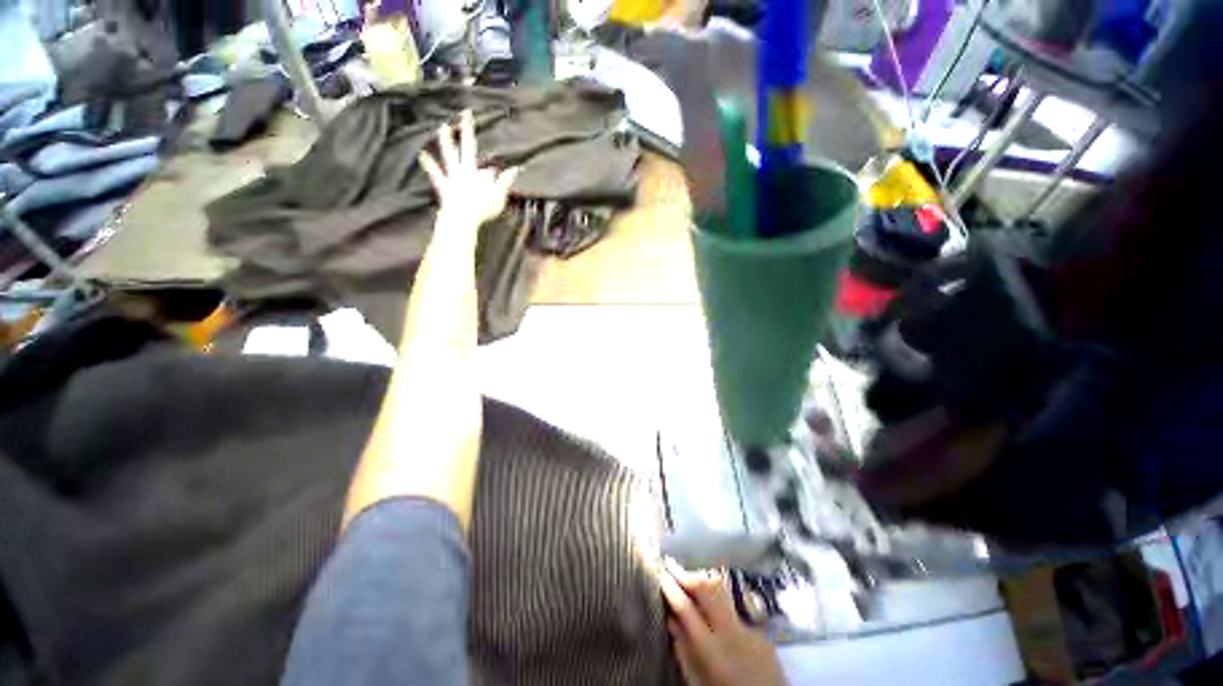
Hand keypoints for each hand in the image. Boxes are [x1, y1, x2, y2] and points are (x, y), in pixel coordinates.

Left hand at [419, 110, 518, 228]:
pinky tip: (422, 155)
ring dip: (446, 141)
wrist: (462, 217)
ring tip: (442, 127)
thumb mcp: (499, 197)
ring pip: (449, 155)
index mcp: (477, 172)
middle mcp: (464, 170)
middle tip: (465, 112)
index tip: (479, 131)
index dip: (481, 148)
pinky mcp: (444, 186)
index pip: (480, 155)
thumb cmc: (482, 208)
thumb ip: (505, 182)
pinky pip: (436, 174)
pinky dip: (429, 165)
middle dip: (466, 129)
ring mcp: (452, 177)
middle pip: (465, 146)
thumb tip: (515, 169)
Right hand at [660, 561, 786, 685]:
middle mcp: (731, 632)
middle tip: (672, 566)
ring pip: (722, 591)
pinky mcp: (761, 630)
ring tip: (690, 579)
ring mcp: (749, 628)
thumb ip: (684, 650)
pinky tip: (714, 608)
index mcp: (711, 649)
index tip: (662, 576)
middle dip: (687, 574)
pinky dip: (720, 603)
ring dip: (703, 581)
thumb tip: (671, 620)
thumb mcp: (698, 680)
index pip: (686, 607)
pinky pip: (736, 608)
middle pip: (707, 588)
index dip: (671, 588)